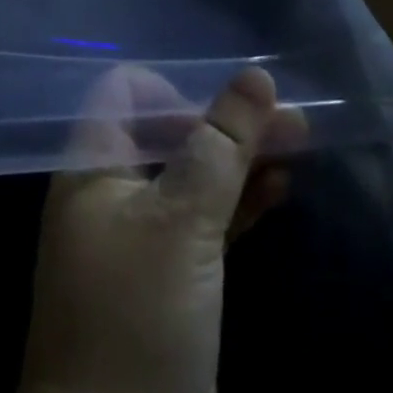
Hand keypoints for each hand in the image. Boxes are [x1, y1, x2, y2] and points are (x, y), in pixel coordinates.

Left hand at [19, 65, 307, 392]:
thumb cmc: (137, 319)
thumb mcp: (180, 223)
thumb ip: (220, 145)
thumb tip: (257, 73)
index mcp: (92, 166)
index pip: (125, 91)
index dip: (174, 89)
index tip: (222, 112)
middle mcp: (111, 193)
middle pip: (170, 133)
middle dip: (227, 122)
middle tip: (292, 121)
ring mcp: (139, 242)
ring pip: (192, 179)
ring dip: (241, 160)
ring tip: (299, 145)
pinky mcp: (166, 287)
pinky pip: (202, 225)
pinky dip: (238, 204)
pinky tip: (280, 189)